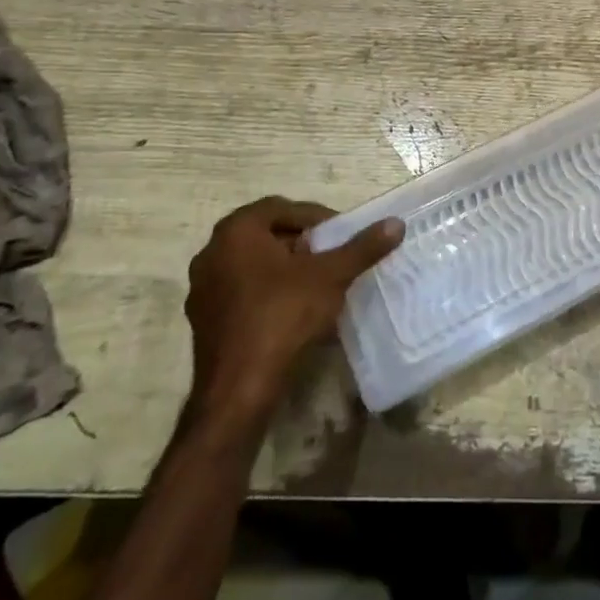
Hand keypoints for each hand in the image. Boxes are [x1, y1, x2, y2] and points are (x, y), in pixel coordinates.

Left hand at [184, 197, 403, 423]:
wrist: (238, 391)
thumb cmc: (283, 316)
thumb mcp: (331, 276)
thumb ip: (362, 248)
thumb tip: (396, 224)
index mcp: (236, 231)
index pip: (283, 208)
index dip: (316, 218)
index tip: (340, 235)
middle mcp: (212, 253)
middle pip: (267, 235)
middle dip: (302, 243)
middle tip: (331, 257)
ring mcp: (203, 289)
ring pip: (253, 265)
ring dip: (285, 269)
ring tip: (317, 284)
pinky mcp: (204, 321)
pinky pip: (243, 293)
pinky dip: (269, 294)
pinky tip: (293, 312)